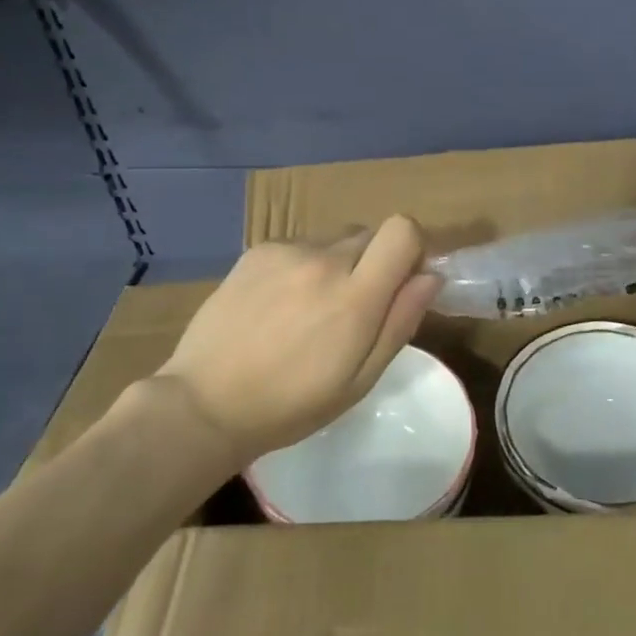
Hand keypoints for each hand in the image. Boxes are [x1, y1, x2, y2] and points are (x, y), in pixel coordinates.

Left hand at [148, 216, 442, 467]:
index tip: (402, 281)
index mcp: (355, 296)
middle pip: (370, 234)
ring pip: (334, 240)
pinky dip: (302, 266)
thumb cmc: (290, 405)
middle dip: (373, 263)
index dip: (411, 249)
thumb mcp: (359, 380)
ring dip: (337, 264)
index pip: (402, 230)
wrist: (204, 403)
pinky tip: (277, 305)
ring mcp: (287, 251)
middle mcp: (323, 260)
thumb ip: (400, 322)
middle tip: (351, 308)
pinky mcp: (257, 251)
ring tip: (307, 310)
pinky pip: (299, 246)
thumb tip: (431, 277)